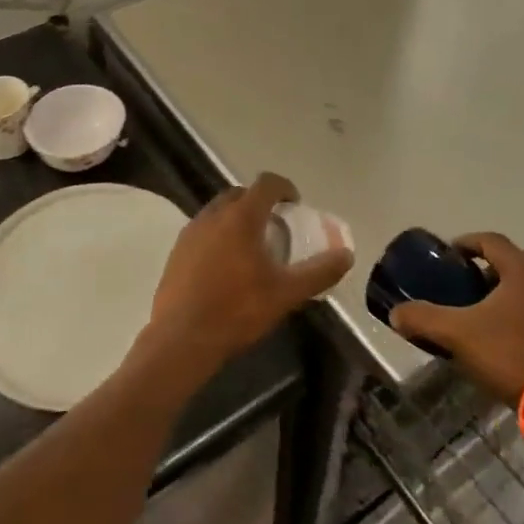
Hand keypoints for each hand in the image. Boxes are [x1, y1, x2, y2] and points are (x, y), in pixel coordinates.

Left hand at [145, 173, 352, 376]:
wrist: (181, 339)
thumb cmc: (237, 310)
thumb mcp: (285, 294)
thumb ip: (318, 272)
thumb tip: (346, 255)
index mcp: (241, 217)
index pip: (266, 183)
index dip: (284, 188)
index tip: (296, 205)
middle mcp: (214, 215)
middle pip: (241, 194)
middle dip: (260, 203)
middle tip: (276, 228)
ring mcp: (191, 231)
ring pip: (219, 212)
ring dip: (238, 219)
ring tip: (252, 248)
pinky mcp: (177, 251)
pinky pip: (204, 231)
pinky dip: (219, 236)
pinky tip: (226, 267)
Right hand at [389, 233, 523, 404]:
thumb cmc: (509, 354)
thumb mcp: (457, 334)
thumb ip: (424, 318)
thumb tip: (395, 313)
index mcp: (521, 268)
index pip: (490, 239)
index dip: (466, 242)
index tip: (449, 254)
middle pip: (513, 258)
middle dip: (489, 264)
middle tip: (467, 279)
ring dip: (507, 286)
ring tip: (483, 305)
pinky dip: (522, 306)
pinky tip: (505, 329)